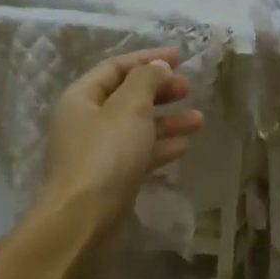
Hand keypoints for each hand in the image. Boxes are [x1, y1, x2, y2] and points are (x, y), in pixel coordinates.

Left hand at [37, 48, 203, 224]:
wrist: (84, 221)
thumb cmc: (106, 156)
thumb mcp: (129, 108)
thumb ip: (146, 81)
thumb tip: (158, 67)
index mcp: (81, 98)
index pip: (115, 67)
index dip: (147, 59)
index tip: (180, 57)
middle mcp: (85, 122)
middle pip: (126, 97)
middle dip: (158, 91)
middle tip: (188, 89)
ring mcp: (96, 153)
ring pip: (135, 127)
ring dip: (166, 121)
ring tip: (198, 120)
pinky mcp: (110, 179)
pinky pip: (137, 154)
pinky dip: (159, 147)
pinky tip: (183, 147)